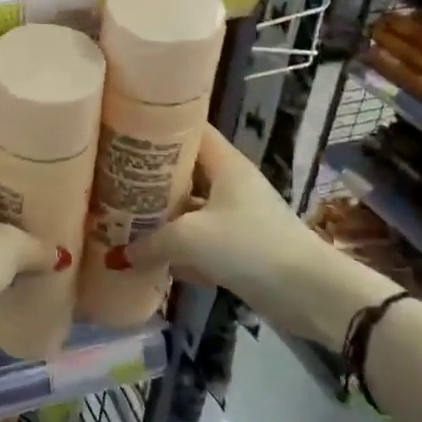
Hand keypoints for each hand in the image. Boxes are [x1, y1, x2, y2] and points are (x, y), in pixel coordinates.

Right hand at [121, 126, 396, 347]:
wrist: (310, 294)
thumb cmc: (250, 247)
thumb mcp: (191, 239)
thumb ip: (151, 242)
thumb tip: (118, 256)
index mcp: (225, 164)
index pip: (190, 130)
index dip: (159, 127)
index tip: (124, 130)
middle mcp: (231, 183)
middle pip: (185, 171)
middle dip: (151, 177)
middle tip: (112, 178)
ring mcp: (237, 216)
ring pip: (190, 207)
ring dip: (162, 216)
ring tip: (121, 216)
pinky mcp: (240, 247)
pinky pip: (200, 239)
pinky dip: (179, 247)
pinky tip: (150, 258)